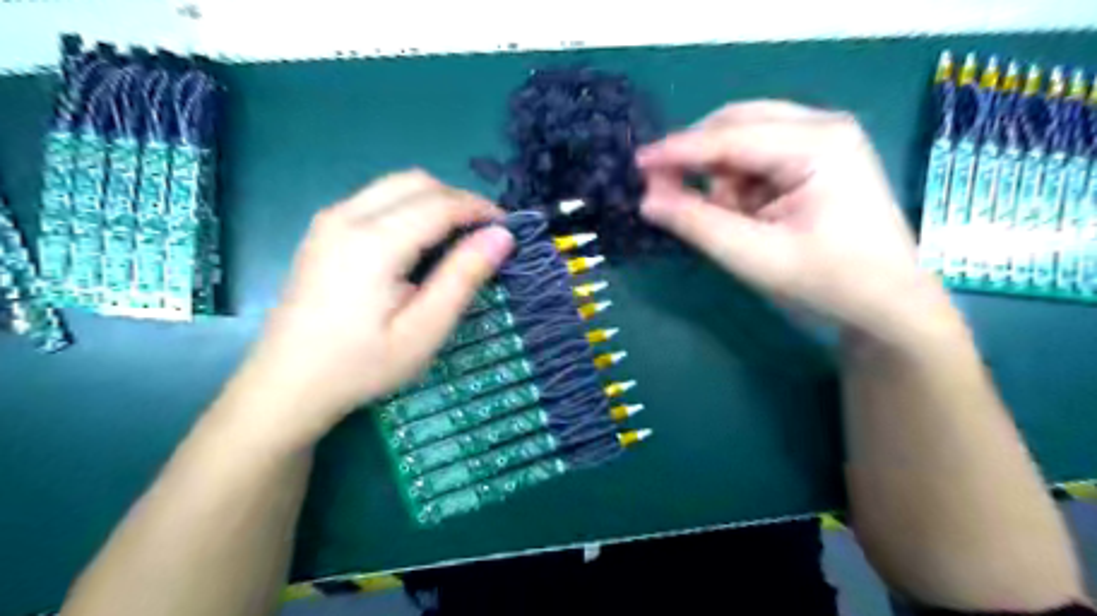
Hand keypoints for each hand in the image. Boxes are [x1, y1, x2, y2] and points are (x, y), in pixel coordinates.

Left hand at [230, 170, 513, 443]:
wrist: (287, 384)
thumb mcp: (425, 330)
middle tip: (485, 235)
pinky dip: (409, 208)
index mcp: (375, 241)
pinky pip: (376, 199)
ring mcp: (330, 220)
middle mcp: (348, 215)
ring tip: (457, 238)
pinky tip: (418, 243)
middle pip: (417, 182)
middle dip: (459, 199)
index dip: (481, 209)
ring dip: (434, 201)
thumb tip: (501, 236)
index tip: (509, 228)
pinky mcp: (323, 231)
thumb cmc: (362, 364)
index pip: (441, 204)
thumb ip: (463, 277)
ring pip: (395, 185)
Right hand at [639, 98, 957, 343]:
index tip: (637, 162)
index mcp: (817, 144)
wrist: (887, 305)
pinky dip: (741, 187)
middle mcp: (822, 127)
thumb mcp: (753, 255)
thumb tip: (646, 200)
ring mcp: (823, 141)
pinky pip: (759, 160)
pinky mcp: (818, 160)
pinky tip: (749, 217)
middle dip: (701, 161)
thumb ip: (696, 223)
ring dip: (723, 180)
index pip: (730, 136)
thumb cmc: (826, 281)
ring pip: (745, 142)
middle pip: (737, 125)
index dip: (678, 150)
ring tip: (732, 223)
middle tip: (668, 192)